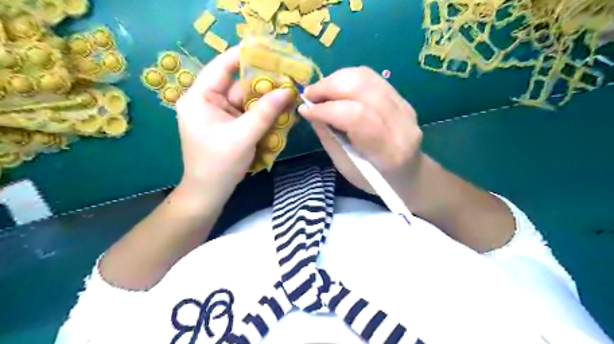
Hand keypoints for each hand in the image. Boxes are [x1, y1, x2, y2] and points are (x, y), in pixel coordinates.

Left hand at [177, 46, 293, 208]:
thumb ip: (265, 112)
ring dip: (267, 100)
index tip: (269, 49)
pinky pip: (249, 114)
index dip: (244, 55)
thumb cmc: (218, 165)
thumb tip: (287, 91)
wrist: (209, 194)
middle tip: (289, 76)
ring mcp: (220, 115)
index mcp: (200, 98)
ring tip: (291, 94)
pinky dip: (264, 113)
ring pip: (247, 100)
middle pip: (239, 84)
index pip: (222, 67)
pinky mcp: (230, 126)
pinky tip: (281, 111)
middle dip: (264, 82)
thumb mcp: (243, 136)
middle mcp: (209, 102)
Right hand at [301, 67, 425, 194]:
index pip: (355, 116)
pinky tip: (336, 88)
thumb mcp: (346, 166)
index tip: (304, 110)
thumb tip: (310, 111)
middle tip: (309, 94)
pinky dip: (348, 78)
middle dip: (328, 87)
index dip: (325, 109)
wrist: (409, 173)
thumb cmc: (375, 179)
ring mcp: (405, 106)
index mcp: (388, 151)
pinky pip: (372, 78)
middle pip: (362, 88)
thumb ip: (329, 137)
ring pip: (366, 77)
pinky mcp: (402, 98)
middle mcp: (401, 123)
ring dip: (336, 79)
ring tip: (320, 90)